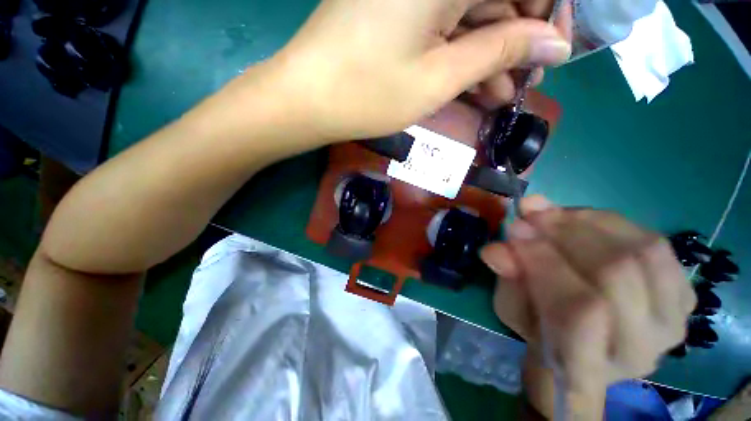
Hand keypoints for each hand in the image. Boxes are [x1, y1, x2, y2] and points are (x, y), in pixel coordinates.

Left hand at [257, 0, 571, 139]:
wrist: (310, 100)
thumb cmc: (369, 94)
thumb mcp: (440, 78)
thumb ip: (499, 51)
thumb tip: (553, 43)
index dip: (548, 11)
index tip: (555, 50)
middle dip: (519, 38)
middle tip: (527, 81)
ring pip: (472, 15)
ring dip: (492, 55)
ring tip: (502, 96)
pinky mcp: (397, 12)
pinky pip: (446, 27)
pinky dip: (464, 56)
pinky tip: (475, 88)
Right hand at [480, 196, 695, 419]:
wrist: (589, 344)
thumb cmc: (541, 329)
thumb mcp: (512, 309)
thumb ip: (507, 280)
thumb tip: (494, 249)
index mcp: (588, 367)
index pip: (580, 311)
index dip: (545, 262)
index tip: (515, 230)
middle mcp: (641, 349)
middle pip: (614, 276)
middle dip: (564, 233)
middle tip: (530, 212)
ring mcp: (671, 322)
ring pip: (640, 253)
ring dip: (587, 223)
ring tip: (551, 213)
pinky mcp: (685, 297)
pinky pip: (655, 243)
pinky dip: (613, 223)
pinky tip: (582, 219)